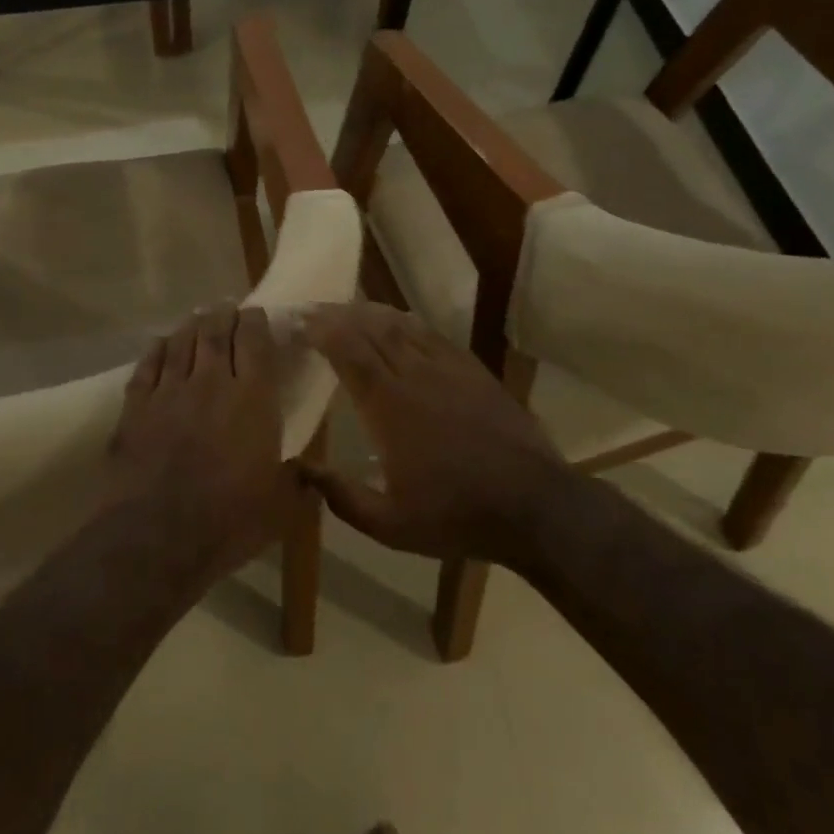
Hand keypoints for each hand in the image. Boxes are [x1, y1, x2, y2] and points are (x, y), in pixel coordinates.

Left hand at [107, 305, 289, 578]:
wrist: (156, 535)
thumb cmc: (228, 520)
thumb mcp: (281, 507)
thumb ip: (296, 481)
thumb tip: (308, 474)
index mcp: (252, 399)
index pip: (256, 343)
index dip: (257, 323)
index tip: (258, 313)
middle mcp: (211, 383)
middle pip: (216, 333)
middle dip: (224, 315)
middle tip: (228, 307)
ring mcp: (169, 391)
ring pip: (181, 343)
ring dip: (191, 325)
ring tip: (198, 316)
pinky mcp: (136, 406)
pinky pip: (147, 365)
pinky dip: (156, 349)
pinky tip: (160, 342)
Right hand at [302, 304, 567, 565]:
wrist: (533, 505)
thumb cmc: (456, 515)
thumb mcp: (389, 524)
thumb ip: (340, 496)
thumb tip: (299, 469)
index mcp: (388, 406)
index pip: (348, 351)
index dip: (321, 330)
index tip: (300, 322)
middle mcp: (415, 375)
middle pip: (371, 328)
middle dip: (339, 314)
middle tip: (315, 309)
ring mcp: (448, 369)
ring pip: (402, 325)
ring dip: (371, 312)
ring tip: (349, 309)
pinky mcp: (474, 371)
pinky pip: (433, 334)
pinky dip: (408, 321)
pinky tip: (400, 321)